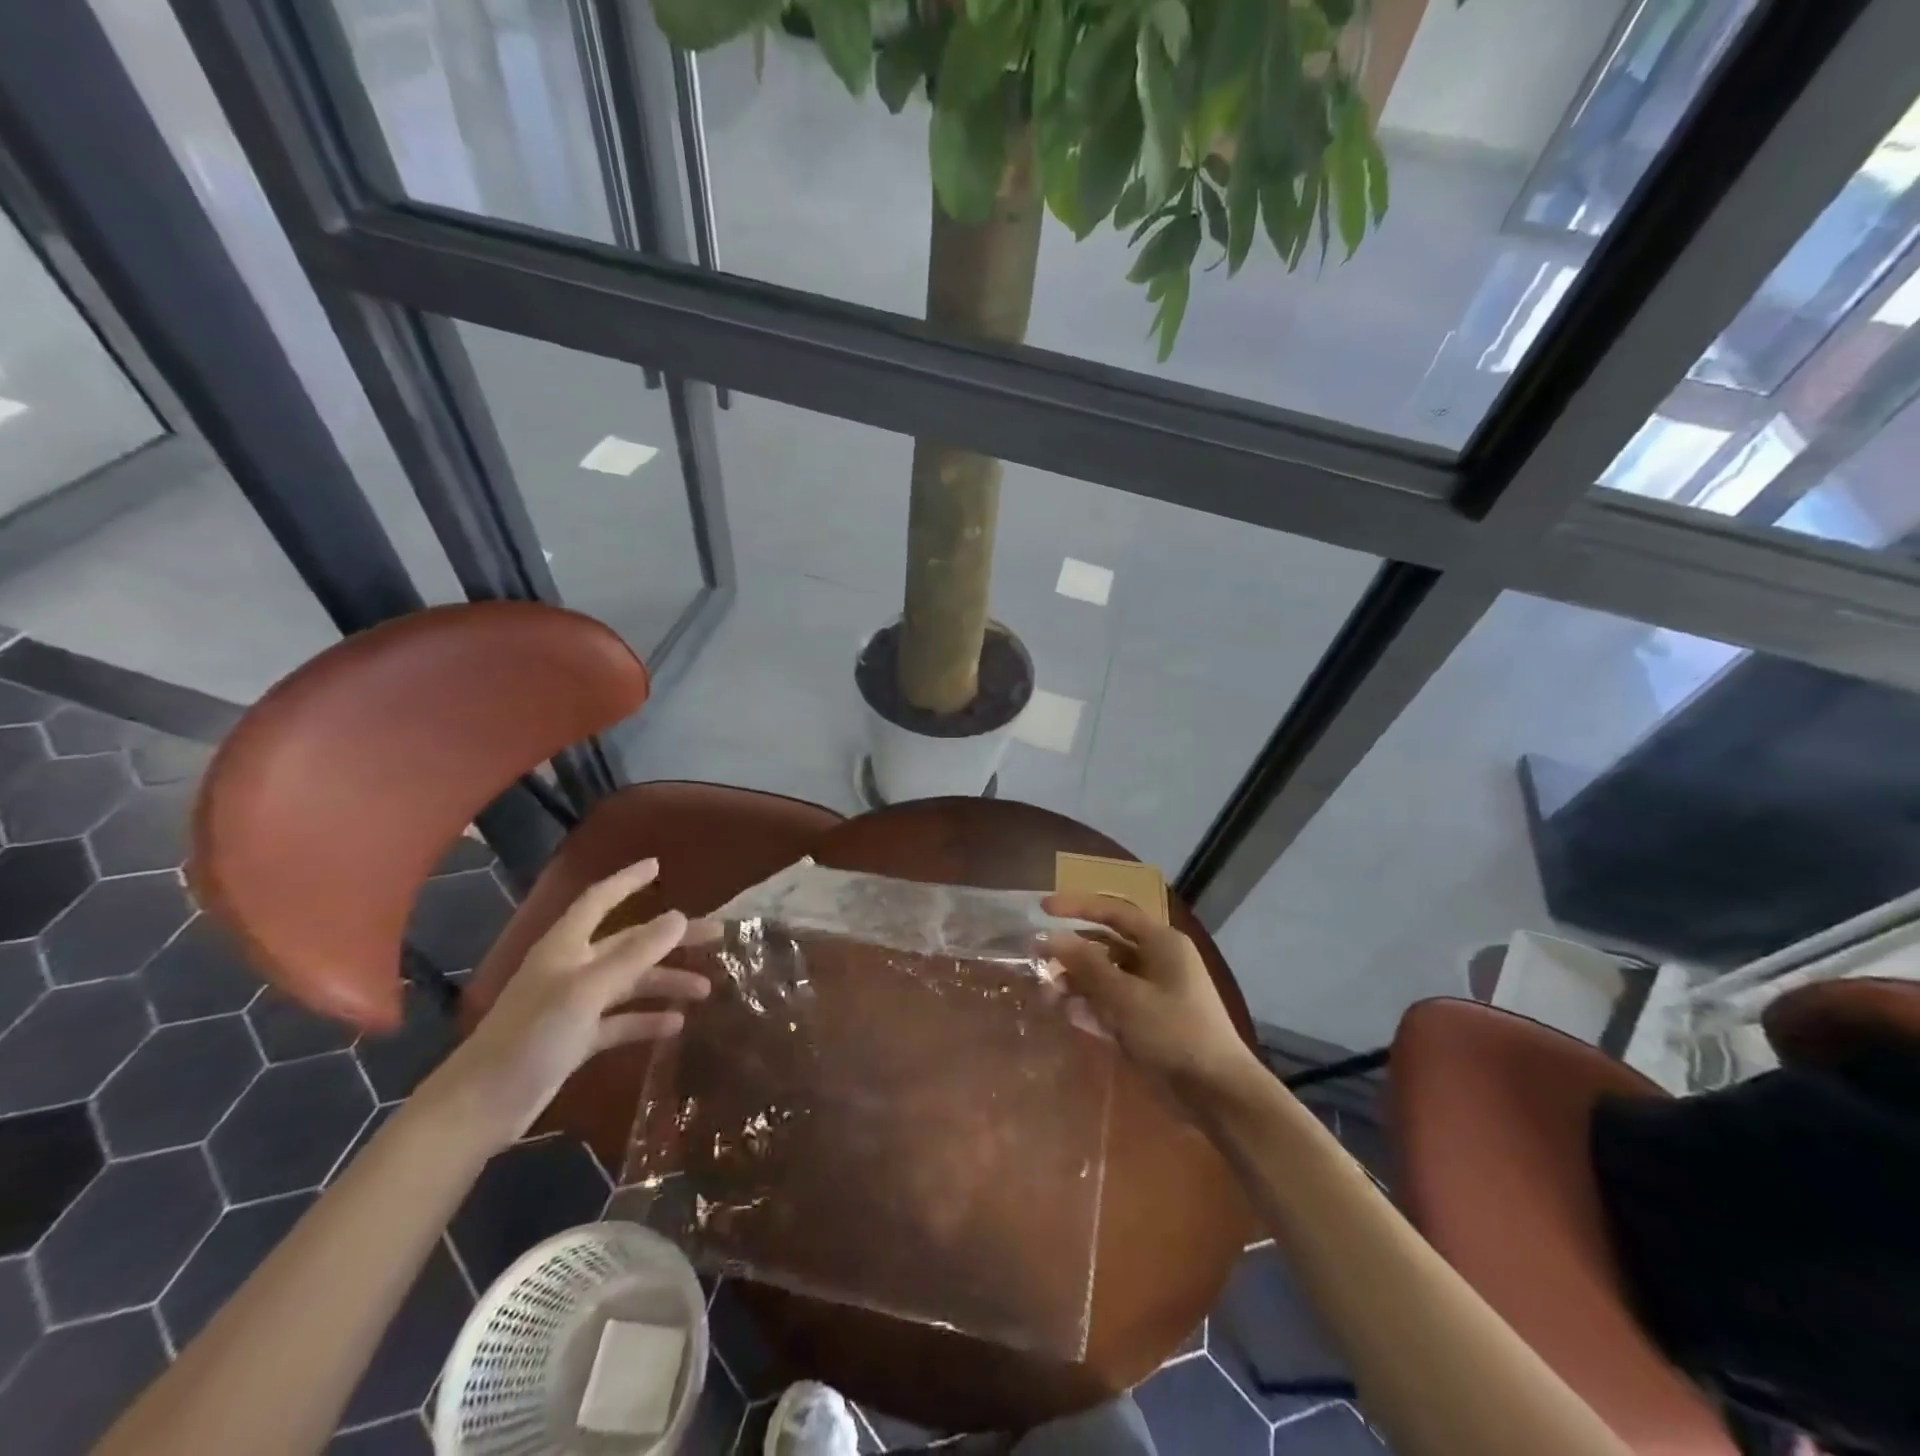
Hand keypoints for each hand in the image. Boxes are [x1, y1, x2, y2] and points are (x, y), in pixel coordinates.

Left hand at [424, 858, 713, 1149]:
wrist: (480, 1107)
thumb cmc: (531, 1036)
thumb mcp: (587, 990)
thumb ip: (635, 954)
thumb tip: (680, 918)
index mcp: (566, 947)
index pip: (599, 900)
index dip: (627, 882)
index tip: (657, 867)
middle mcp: (571, 968)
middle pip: (629, 942)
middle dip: (670, 938)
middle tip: (716, 935)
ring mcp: (574, 1005)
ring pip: (630, 982)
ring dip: (665, 982)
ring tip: (705, 989)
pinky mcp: (575, 1039)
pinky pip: (620, 1020)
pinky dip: (646, 1019)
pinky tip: (675, 1024)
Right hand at [1041, 893, 1262, 1104]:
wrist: (1216, 1093)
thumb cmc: (1174, 1031)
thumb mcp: (1125, 995)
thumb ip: (1086, 964)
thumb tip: (1050, 937)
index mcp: (1161, 942)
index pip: (1113, 912)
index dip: (1077, 907)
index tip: (1043, 909)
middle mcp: (1157, 961)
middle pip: (1106, 946)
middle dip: (1072, 953)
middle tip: (1038, 959)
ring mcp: (1153, 993)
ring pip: (1106, 978)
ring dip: (1077, 983)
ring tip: (1049, 995)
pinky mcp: (1147, 1023)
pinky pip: (1112, 1005)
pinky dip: (1092, 1008)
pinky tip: (1069, 1016)